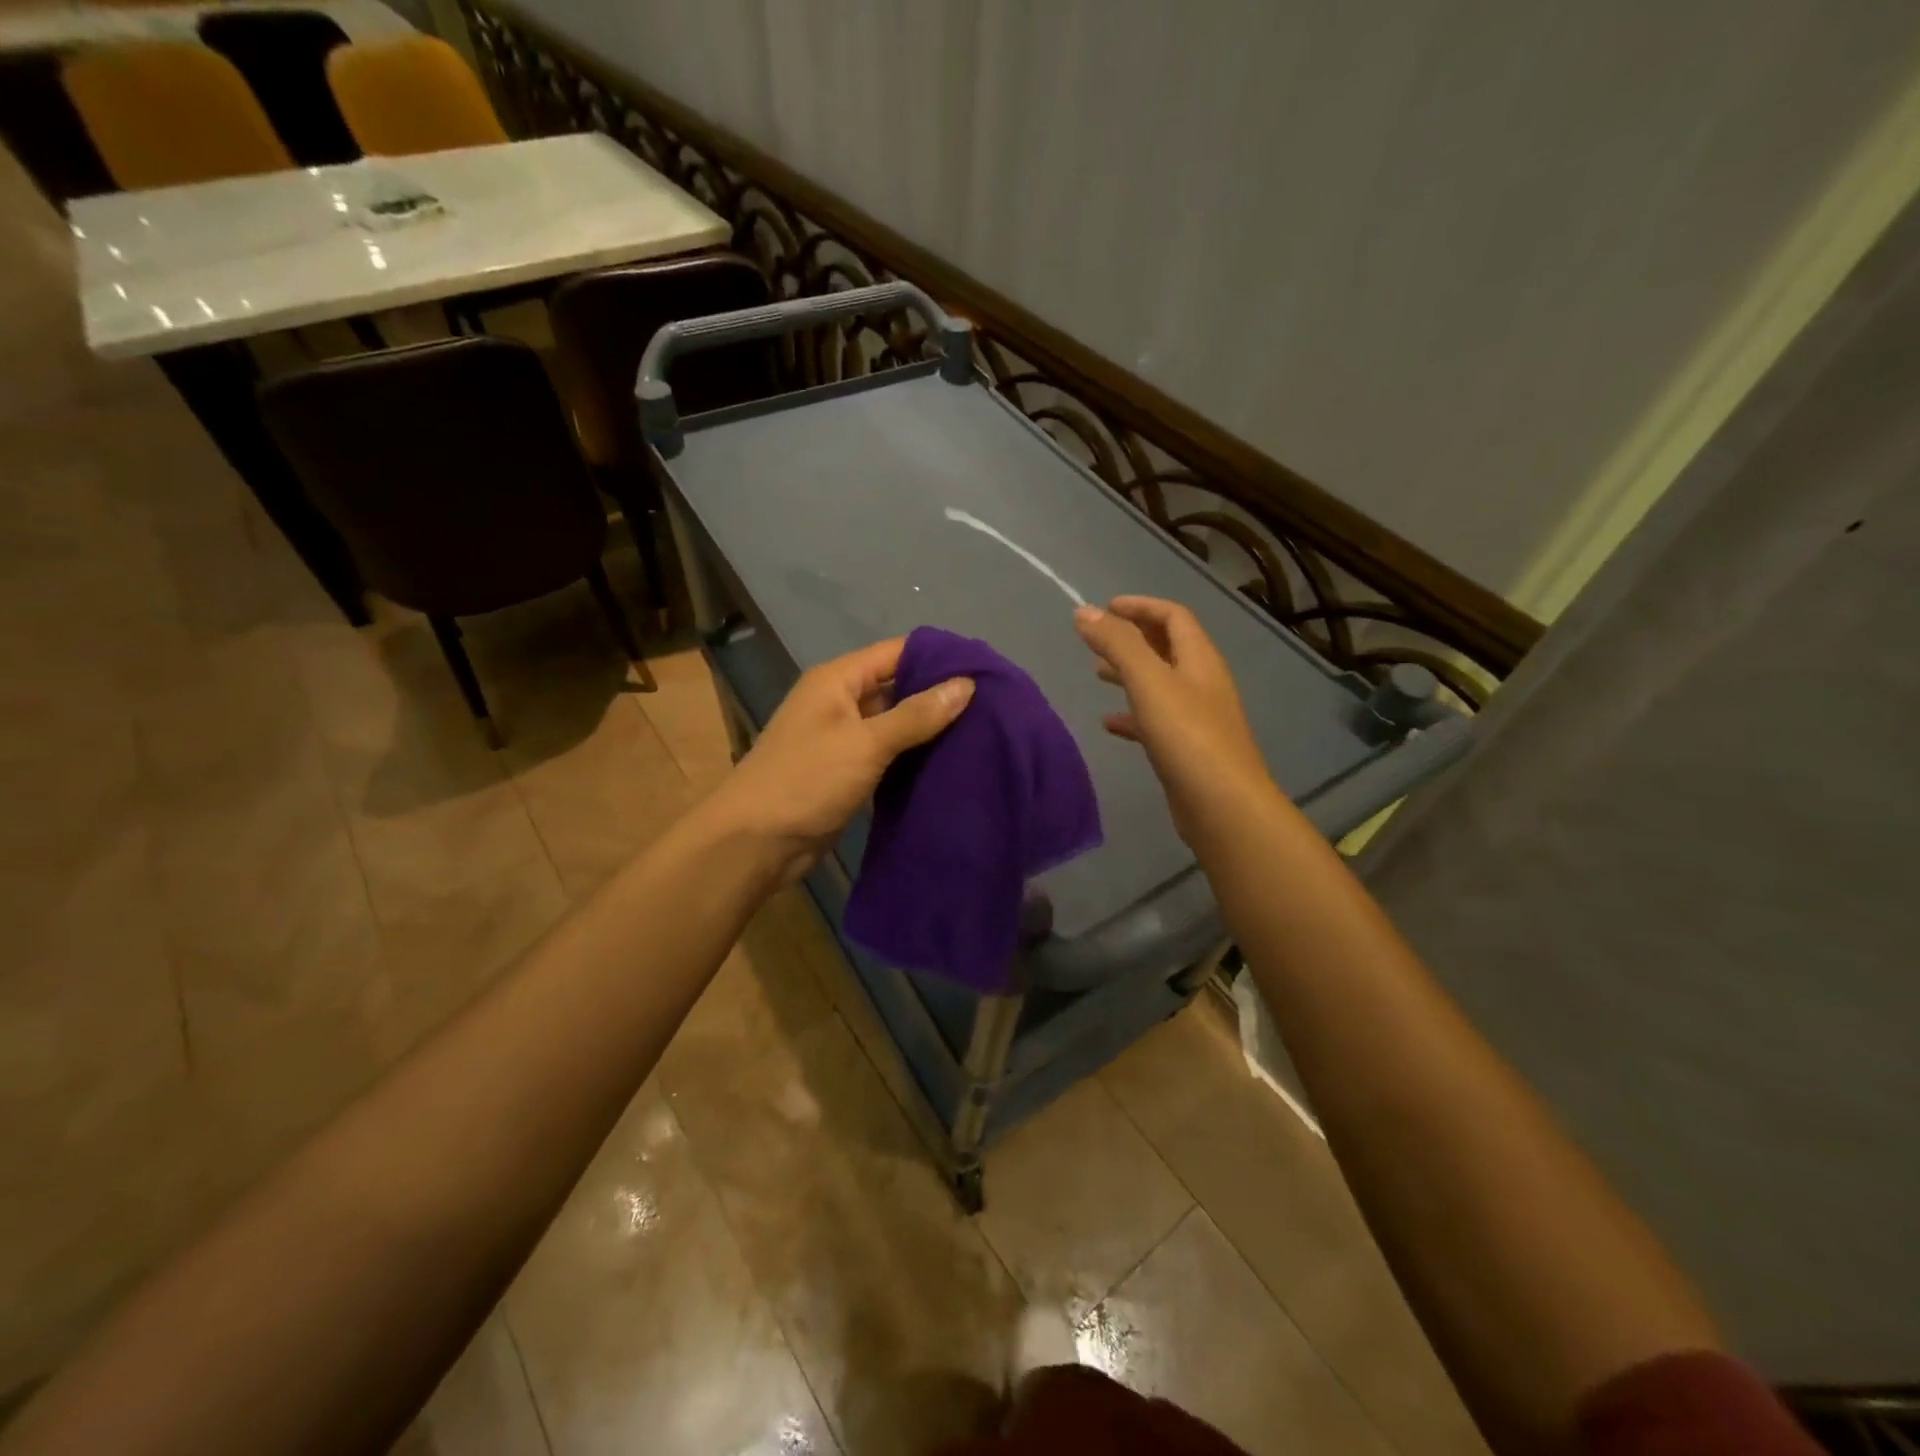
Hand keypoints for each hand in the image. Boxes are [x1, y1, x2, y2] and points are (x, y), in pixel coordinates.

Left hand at [703, 637, 974, 884]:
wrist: (755, 843)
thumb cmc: (806, 780)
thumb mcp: (865, 743)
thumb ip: (916, 714)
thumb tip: (966, 684)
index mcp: (838, 680)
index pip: (897, 652)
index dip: (939, 657)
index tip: (986, 670)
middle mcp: (841, 702)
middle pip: (898, 686)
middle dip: (940, 694)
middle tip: (992, 705)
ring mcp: (844, 739)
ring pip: (896, 724)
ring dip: (930, 729)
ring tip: (982, 732)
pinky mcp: (848, 772)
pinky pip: (889, 755)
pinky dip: (915, 757)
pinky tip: (951, 762)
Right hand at [1074, 596, 1276, 846]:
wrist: (1223, 806)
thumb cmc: (1187, 736)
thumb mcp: (1149, 682)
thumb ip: (1117, 644)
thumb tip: (1083, 611)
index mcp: (1199, 659)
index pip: (1173, 616)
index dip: (1141, 606)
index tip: (1105, 608)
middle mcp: (1202, 682)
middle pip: (1167, 647)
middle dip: (1132, 638)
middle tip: (1096, 640)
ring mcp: (1197, 718)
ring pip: (1159, 684)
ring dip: (1130, 674)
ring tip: (1097, 674)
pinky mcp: (1187, 749)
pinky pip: (1155, 721)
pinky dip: (1132, 715)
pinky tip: (1108, 724)